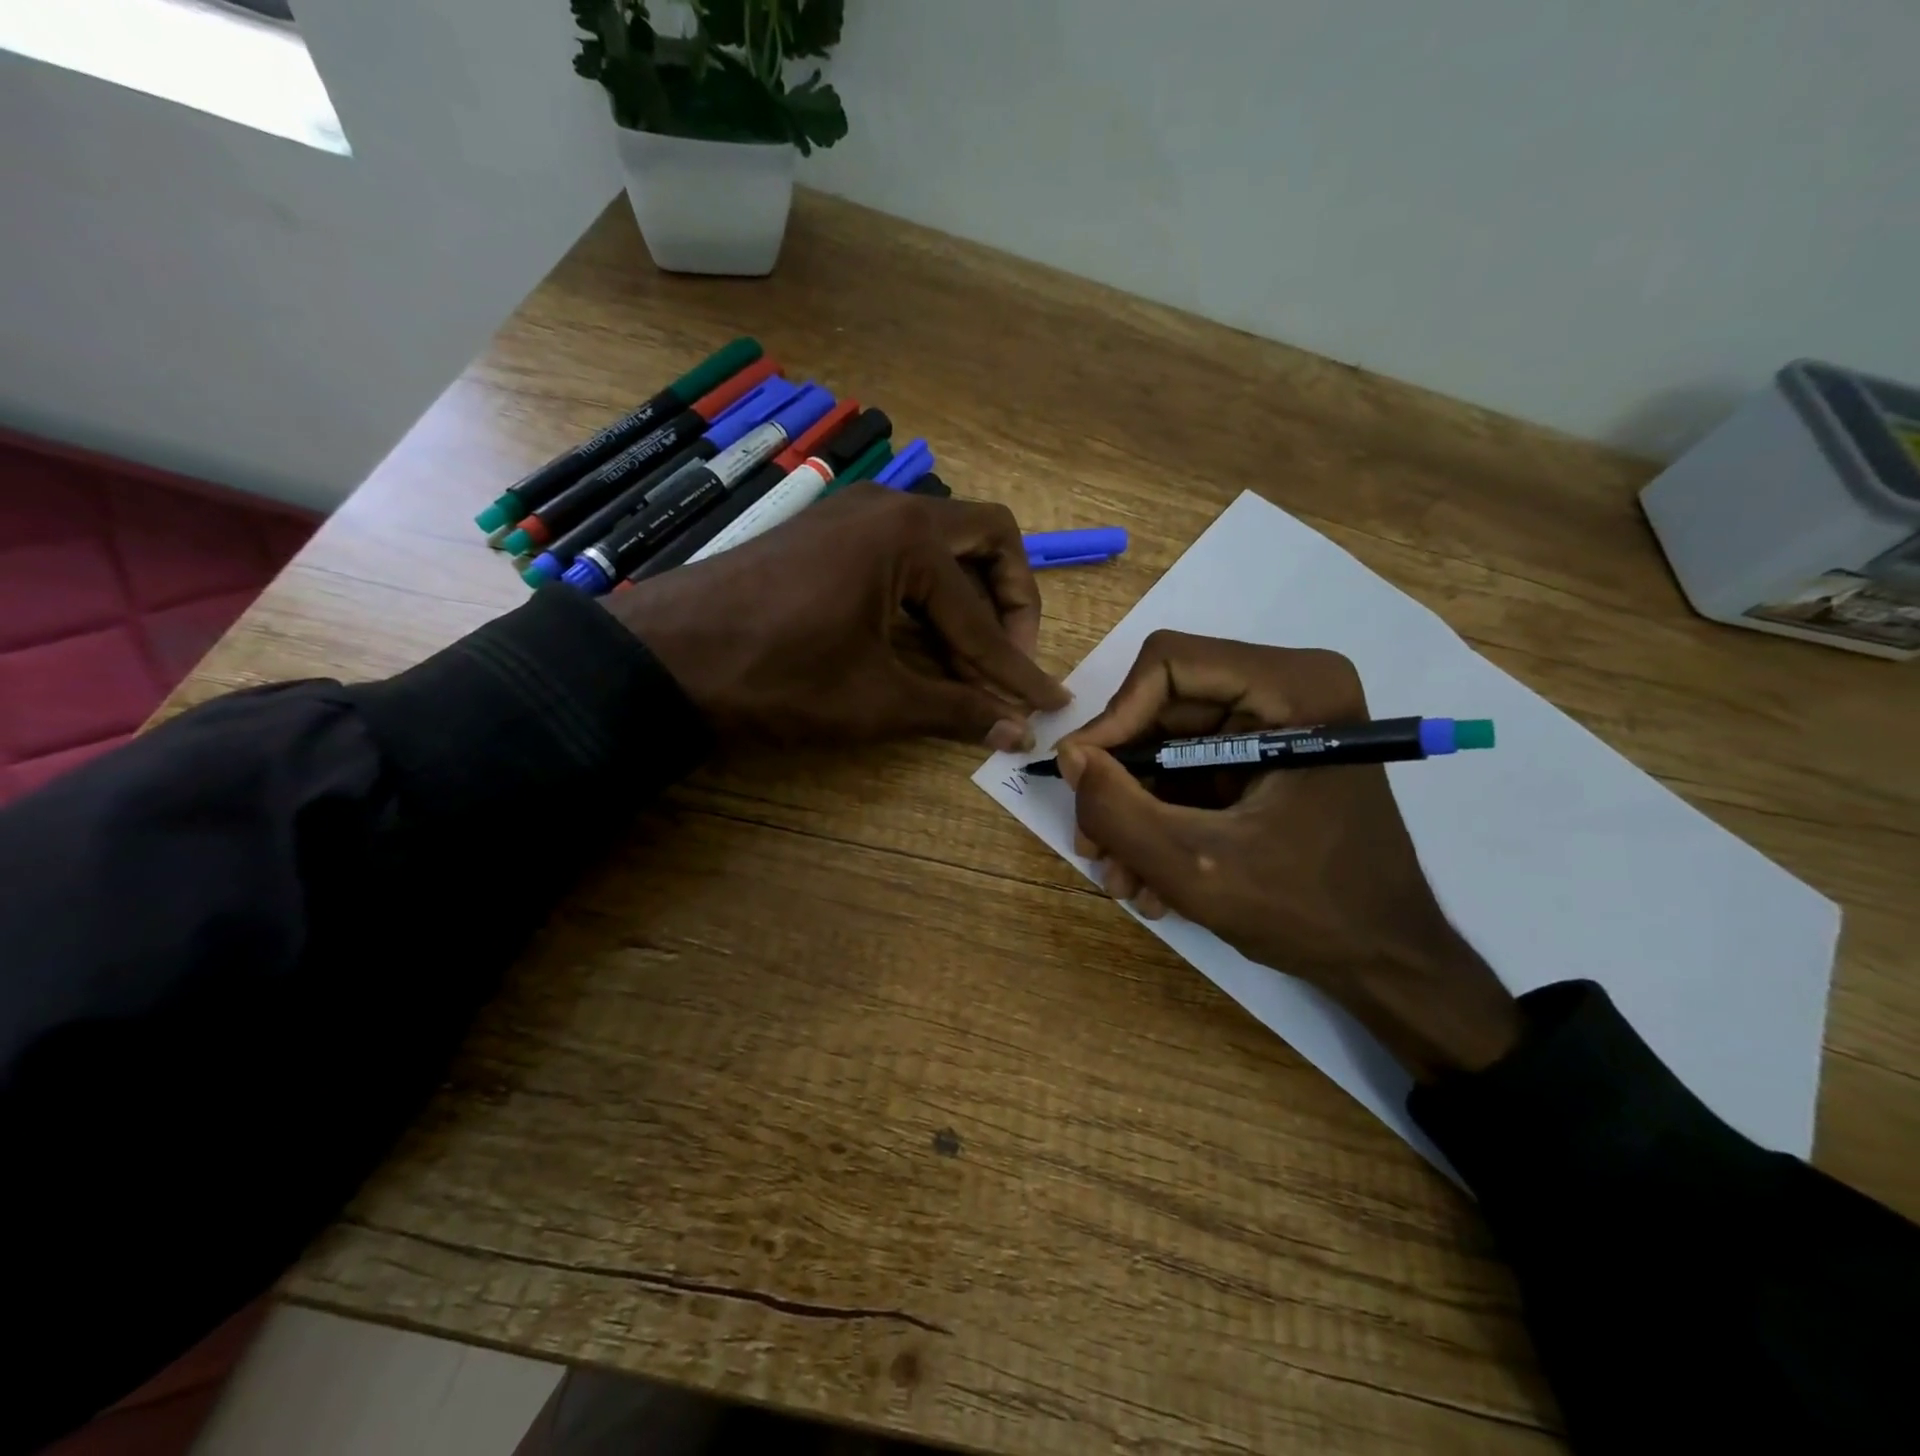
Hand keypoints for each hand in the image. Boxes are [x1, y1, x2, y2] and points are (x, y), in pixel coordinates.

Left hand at [606, 485, 1070, 749]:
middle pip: (983, 539)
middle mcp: (887, 507)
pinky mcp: (825, 535)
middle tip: (1009, 659)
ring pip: (940, 546)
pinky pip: (899, 555)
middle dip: (1009, 602)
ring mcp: (851, 515)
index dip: (1018, 668)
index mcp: (908, 538)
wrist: (662, 659)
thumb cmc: (776, 677)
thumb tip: (1018, 733)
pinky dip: (924, 597)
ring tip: (969, 662)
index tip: (1046, 704)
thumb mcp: (875, 700)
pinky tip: (920, 642)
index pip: (983, 615)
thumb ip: (955, 710)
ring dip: (966, 601)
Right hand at [1056, 631, 1519, 1080]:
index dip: (1115, 718)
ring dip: (1136, 811)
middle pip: (1163, 709)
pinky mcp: (1266, 757)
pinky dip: (1163, 819)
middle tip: (1093, 844)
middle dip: (1121, 782)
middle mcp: (1289, 689)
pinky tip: (1151, 876)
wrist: (1386, 963)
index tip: (1082, 781)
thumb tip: (1067, 755)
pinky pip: (1190, 770)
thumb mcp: (1197, 868)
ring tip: (1123, 878)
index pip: (1170, 665)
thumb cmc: (1311, 913)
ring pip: (1169, 744)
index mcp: (1296, 689)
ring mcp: (1278, 724)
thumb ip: (1118, 810)